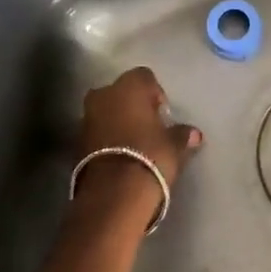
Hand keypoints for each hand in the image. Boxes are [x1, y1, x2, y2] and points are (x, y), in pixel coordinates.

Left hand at [74, 67, 202, 224]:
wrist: (113, 194)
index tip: (163, 114)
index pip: (145, 77)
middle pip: (121, 92)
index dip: (155, 93)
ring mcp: (86, 116)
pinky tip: (120, 155)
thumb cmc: (150, 157)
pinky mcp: (76, 141)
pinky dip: (107, 137)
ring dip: (118, 121)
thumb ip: (182, 134)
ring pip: (106, 111)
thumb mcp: (174, 145)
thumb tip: (194, 133)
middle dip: (133, 106)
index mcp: (129, 86)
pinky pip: (97, 130)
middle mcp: (104, 94)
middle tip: (148, 127)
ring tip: (134, 143)